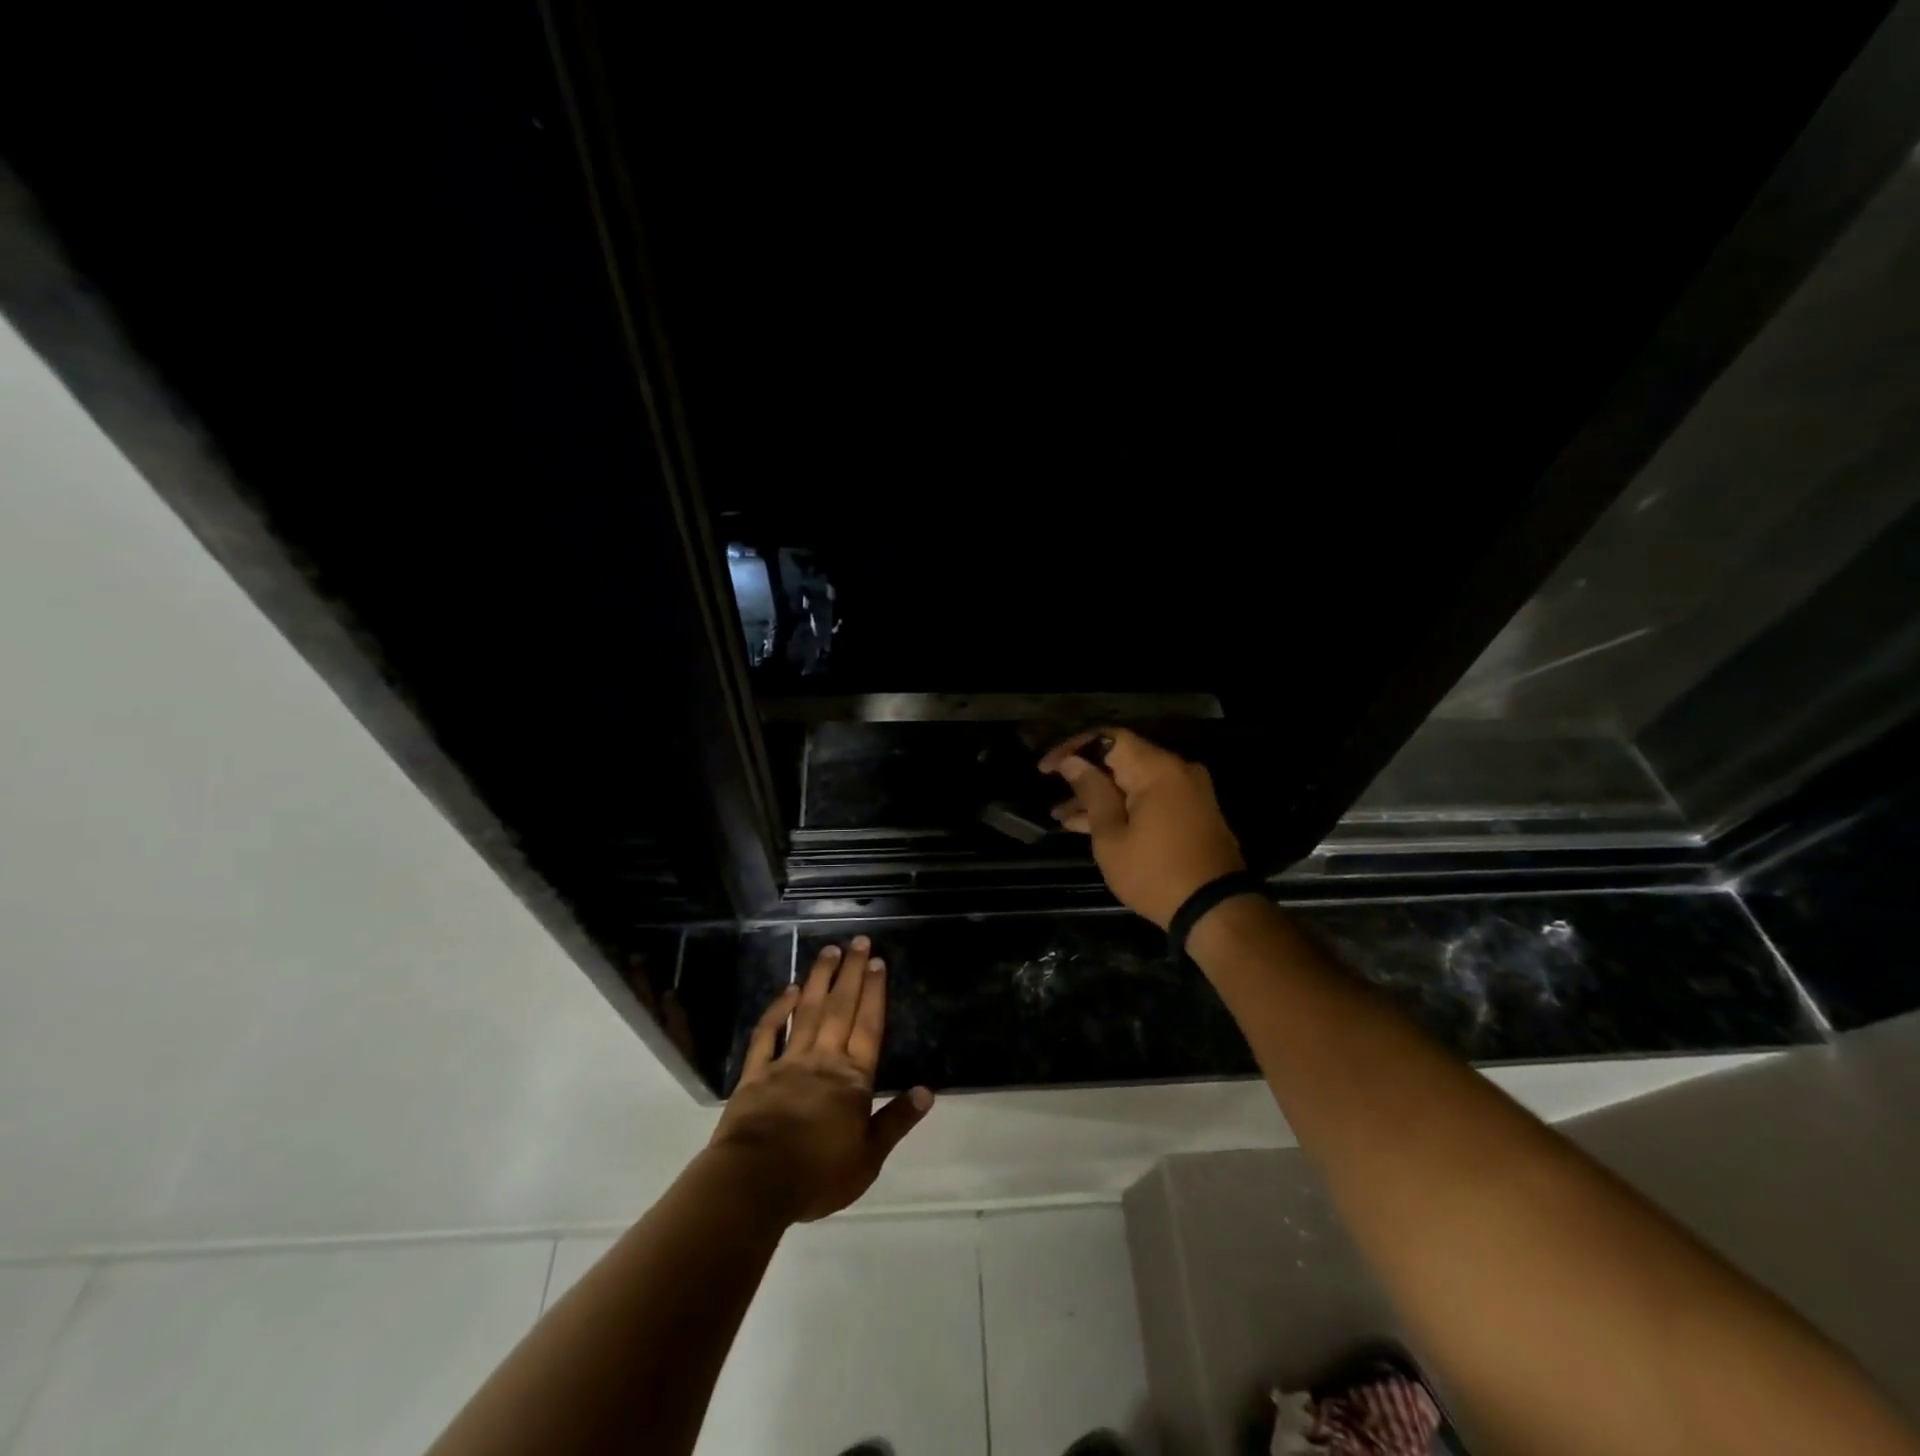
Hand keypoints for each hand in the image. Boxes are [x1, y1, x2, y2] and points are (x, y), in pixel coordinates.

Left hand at [708, 936, 933, 1224]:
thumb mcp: (868, 1157)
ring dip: (819, 979)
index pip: (868, 1027)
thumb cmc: (817, 1174)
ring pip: (807, 1012)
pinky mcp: (756, 1074)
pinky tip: (787, 990)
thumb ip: (896, 1121)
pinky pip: (768, 1034)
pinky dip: (778, 1010)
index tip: (878, 962)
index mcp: (852, 1080)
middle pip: (840, 1008)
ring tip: (829, 951)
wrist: (754, 1183)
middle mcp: (822, 1060)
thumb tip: (928, 1091)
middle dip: (851, 973)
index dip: (874, 993)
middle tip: (858, 942)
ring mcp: (787, 1063)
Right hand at [1040, 727, 1246, 928]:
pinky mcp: (1192, 813)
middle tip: (1053, 795)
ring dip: (1100, 797)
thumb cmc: (1154, 873)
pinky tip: (1090, 826)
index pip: (1108, 738)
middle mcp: (1177, 771)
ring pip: (1134, 783)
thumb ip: (1091, 792)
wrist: (1215, 911)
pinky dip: (1123, 808)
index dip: (1073, 748)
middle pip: (1121, 760)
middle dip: (1084, 777)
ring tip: (1062, 818)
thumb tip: (1073, 762)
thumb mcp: (1111, 836)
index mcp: (1157, 768)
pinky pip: (1149, 799)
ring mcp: (1187, 792)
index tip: (1046, 768)